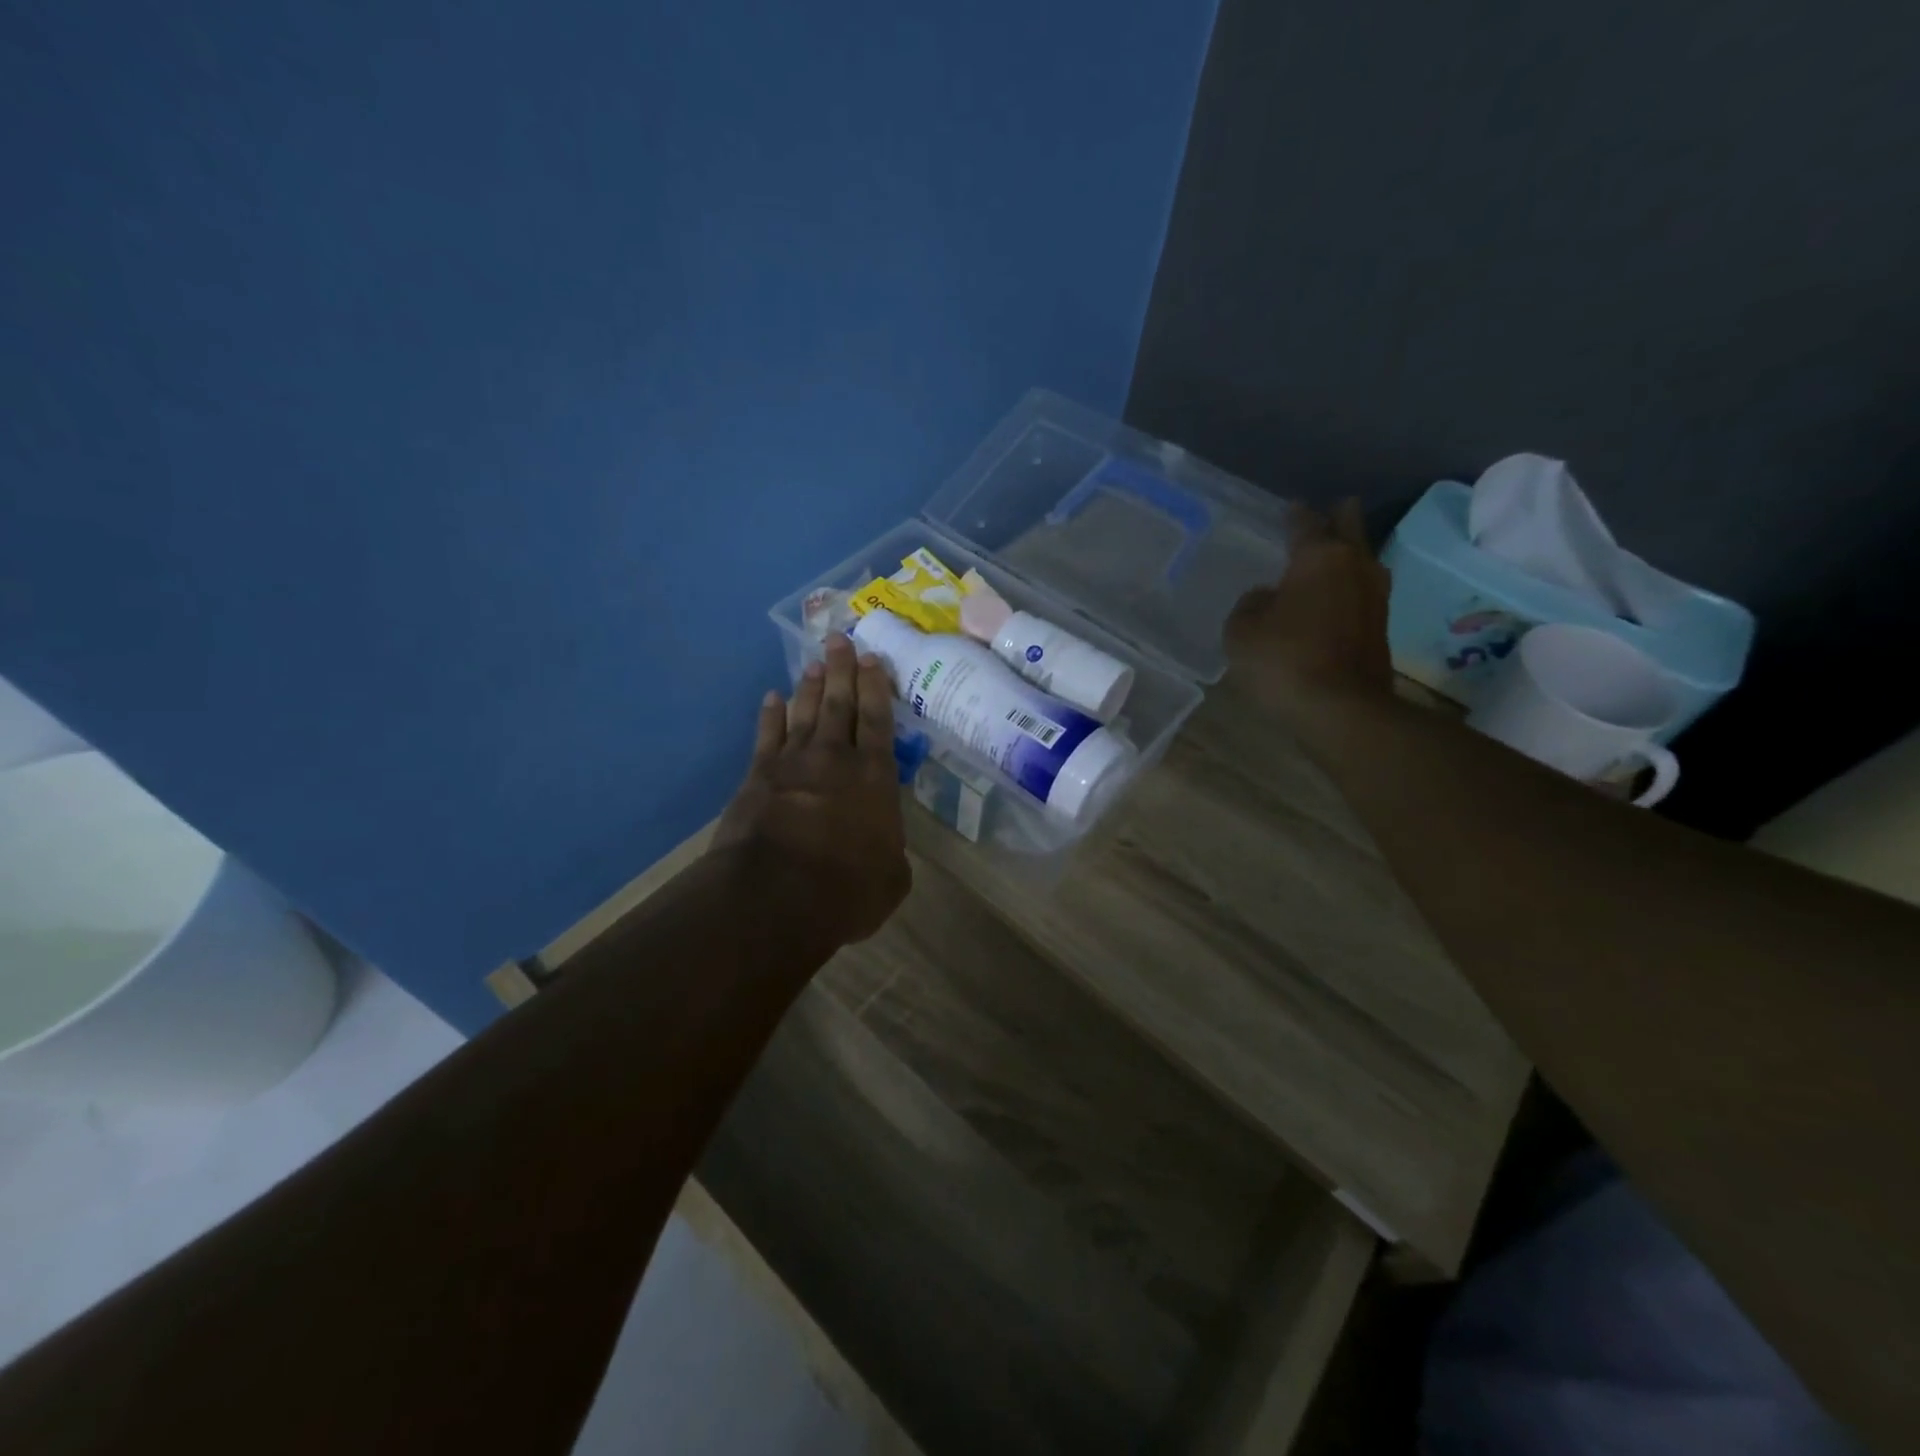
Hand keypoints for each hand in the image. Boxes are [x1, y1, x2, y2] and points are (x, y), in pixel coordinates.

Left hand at [712, 634, 910, 946]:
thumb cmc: (847, 889)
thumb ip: (891, 853)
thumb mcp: (891, 879)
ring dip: (811, 686)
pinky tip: (772, 698)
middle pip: (841, 704)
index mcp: (875, 778)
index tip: (873, 659)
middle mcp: (836, 759)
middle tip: (840, 640)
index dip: (876, 688)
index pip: (878, 722)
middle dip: (842, 670)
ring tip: (815, 662)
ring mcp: (794, 763)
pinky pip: (767, 736)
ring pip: (806, 713)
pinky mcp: (759, 776)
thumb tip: (884, 848)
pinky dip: (770, 715)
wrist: (776, 894)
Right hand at [1226, 499, 1393, 726]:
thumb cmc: (1284, 660)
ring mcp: (1375, 597)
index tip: (1289, 508)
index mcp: (1319, 557)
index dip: (1295, 515)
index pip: (1306, 523)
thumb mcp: (1241, 631)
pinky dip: (1348, 588)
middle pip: (1351, 528)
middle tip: (1330, 512)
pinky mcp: (1381, 627)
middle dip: (1340, 518)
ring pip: (1363, 560)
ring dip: (1348, 555)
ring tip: (1330, 556)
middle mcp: (1355, 566)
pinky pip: (1362, 592)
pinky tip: (1333, 596)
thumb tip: (1266, 597)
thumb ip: (1250, 605)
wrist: (1341, 710)